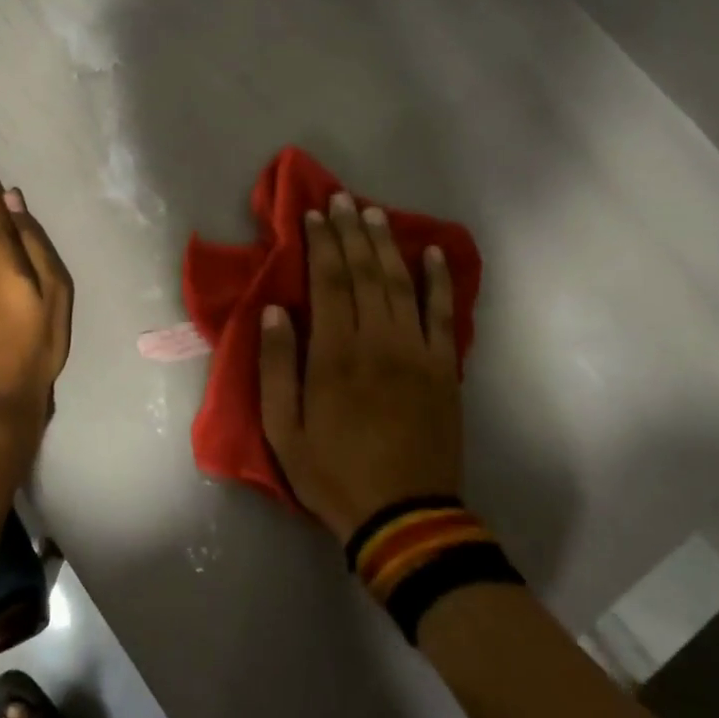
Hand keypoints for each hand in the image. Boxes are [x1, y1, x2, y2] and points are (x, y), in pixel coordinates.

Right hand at [257, 192, 463, 543]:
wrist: (405, 516)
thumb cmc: (333, 473)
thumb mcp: (283, 430)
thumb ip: (277, 367)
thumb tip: (273, 311)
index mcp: (335, 355)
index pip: (328, 283)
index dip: (320, 244)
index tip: (312, 215)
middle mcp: (378, 342)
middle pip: (365, 274)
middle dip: (352, 233)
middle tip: (343, 200)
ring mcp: (418, 353)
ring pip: (401, 284)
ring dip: (387, 245)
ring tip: (375, 214)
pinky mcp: (445, 369)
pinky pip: (443, 315)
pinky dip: (439, 281)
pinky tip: (433, 254)